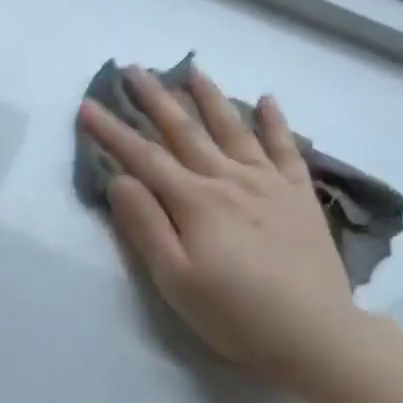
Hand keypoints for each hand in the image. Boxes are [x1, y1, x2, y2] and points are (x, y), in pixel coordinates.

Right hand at [79, 66, 361, 386]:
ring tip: (191, 69)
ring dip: (209, 97)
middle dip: (155, 99)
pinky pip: (286, 148)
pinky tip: (267, 100)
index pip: (143, 158)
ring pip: (233, 129)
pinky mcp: (299, 195)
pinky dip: (275, 122)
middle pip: (185, 131)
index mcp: (195, 201)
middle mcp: (229, 180)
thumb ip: (145, 226)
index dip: (112, 132)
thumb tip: (120, 180)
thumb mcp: (175, 279)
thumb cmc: (235, 313)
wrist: (315, 332)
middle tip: (132, 69)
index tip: (88, 105)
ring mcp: (269, 183)